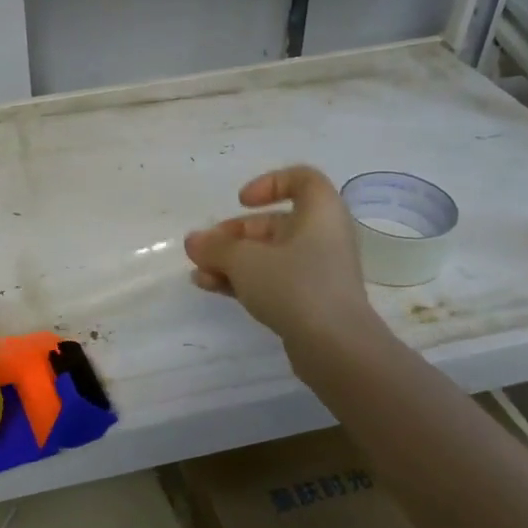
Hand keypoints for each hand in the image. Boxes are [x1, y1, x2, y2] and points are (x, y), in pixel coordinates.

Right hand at [183, 166, 386, 356]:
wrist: (335, 347)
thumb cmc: (295, 285)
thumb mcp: (245, 261)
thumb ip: (215, 247)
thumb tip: (193, 241)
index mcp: (320, 213)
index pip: (302, 180)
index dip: (269, 183)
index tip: (241, 202)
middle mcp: (323, 237)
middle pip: (275, 223)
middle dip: (234, 234)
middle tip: (204, 248)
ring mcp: (318, 271)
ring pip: (269, 255)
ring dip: (232, 261)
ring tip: (199, 273)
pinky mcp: (310, 301)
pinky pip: (273, 280)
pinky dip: (244, 280)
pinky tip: (211, 287)